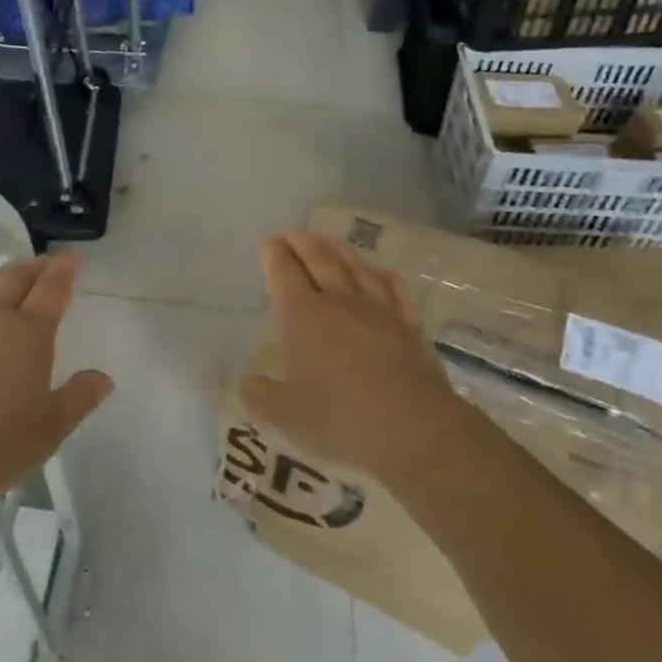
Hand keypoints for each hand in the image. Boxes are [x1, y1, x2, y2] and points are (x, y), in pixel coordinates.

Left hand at [0, 252, 112, 504]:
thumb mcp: (49, 429)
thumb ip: (79, 398)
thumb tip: (104, 379)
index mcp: (29, 332)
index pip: (52, 288)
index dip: (64, 270)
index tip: (71, 258)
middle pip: (16, 276)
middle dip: (35, 267)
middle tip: (46, 264)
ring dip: (2, 275)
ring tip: (9, 277)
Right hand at [241, 229, 457, 474]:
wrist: (414, 429)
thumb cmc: (341, 418)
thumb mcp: (286, 415)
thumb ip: (261, 396)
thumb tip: (247, 383)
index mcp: (304, 316)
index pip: (285, 274)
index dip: (274, 255)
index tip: (268, 243)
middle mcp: (340, 302)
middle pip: (320, 260)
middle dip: (303, 243)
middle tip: (292, 232)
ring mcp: (379, 310)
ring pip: (356, 268)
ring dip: (339, 249)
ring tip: (328, 239)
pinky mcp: (410, 326)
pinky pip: (395, 290)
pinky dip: (383, 276)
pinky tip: (381, 272)